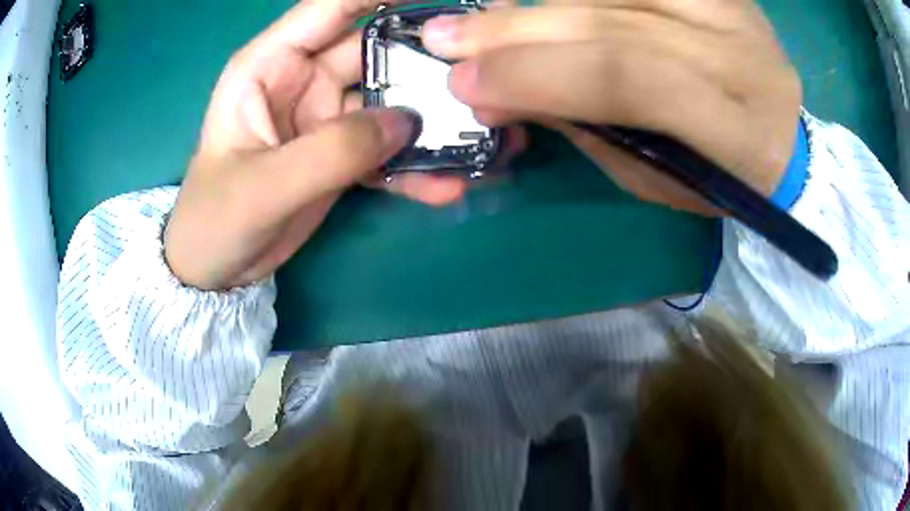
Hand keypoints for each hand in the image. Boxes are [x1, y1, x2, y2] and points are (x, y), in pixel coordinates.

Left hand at [165, 0, 466, 290]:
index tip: (437, 2)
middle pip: (374, 51)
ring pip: (388, 100)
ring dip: (430, 116)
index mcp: (270, 65)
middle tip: (477, 75)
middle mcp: (302, 79)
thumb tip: (408, 123)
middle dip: (424, 58)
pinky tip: (446, 184)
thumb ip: (333, 151)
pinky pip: (384, 148)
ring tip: (479, 134)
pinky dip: (414, 165)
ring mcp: (324, 116)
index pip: (331, 7)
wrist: (217, 268)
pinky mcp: (339, 152)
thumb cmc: (216, 218)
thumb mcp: (264, 185)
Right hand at [421, 0, 802, 214]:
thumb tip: (508, 89)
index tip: (469, 85)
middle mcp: (737, 56)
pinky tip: (536, 3)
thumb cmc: (722, 179)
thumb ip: (590, 131)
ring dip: (536, 4)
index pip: (629, 78)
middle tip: (445, 38)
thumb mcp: (658, 180)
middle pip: (613, 23)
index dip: (541, 72)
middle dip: (518, 31)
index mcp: (736, 132)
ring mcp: (728, 11)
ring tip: (479, 16)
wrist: (783, 139)